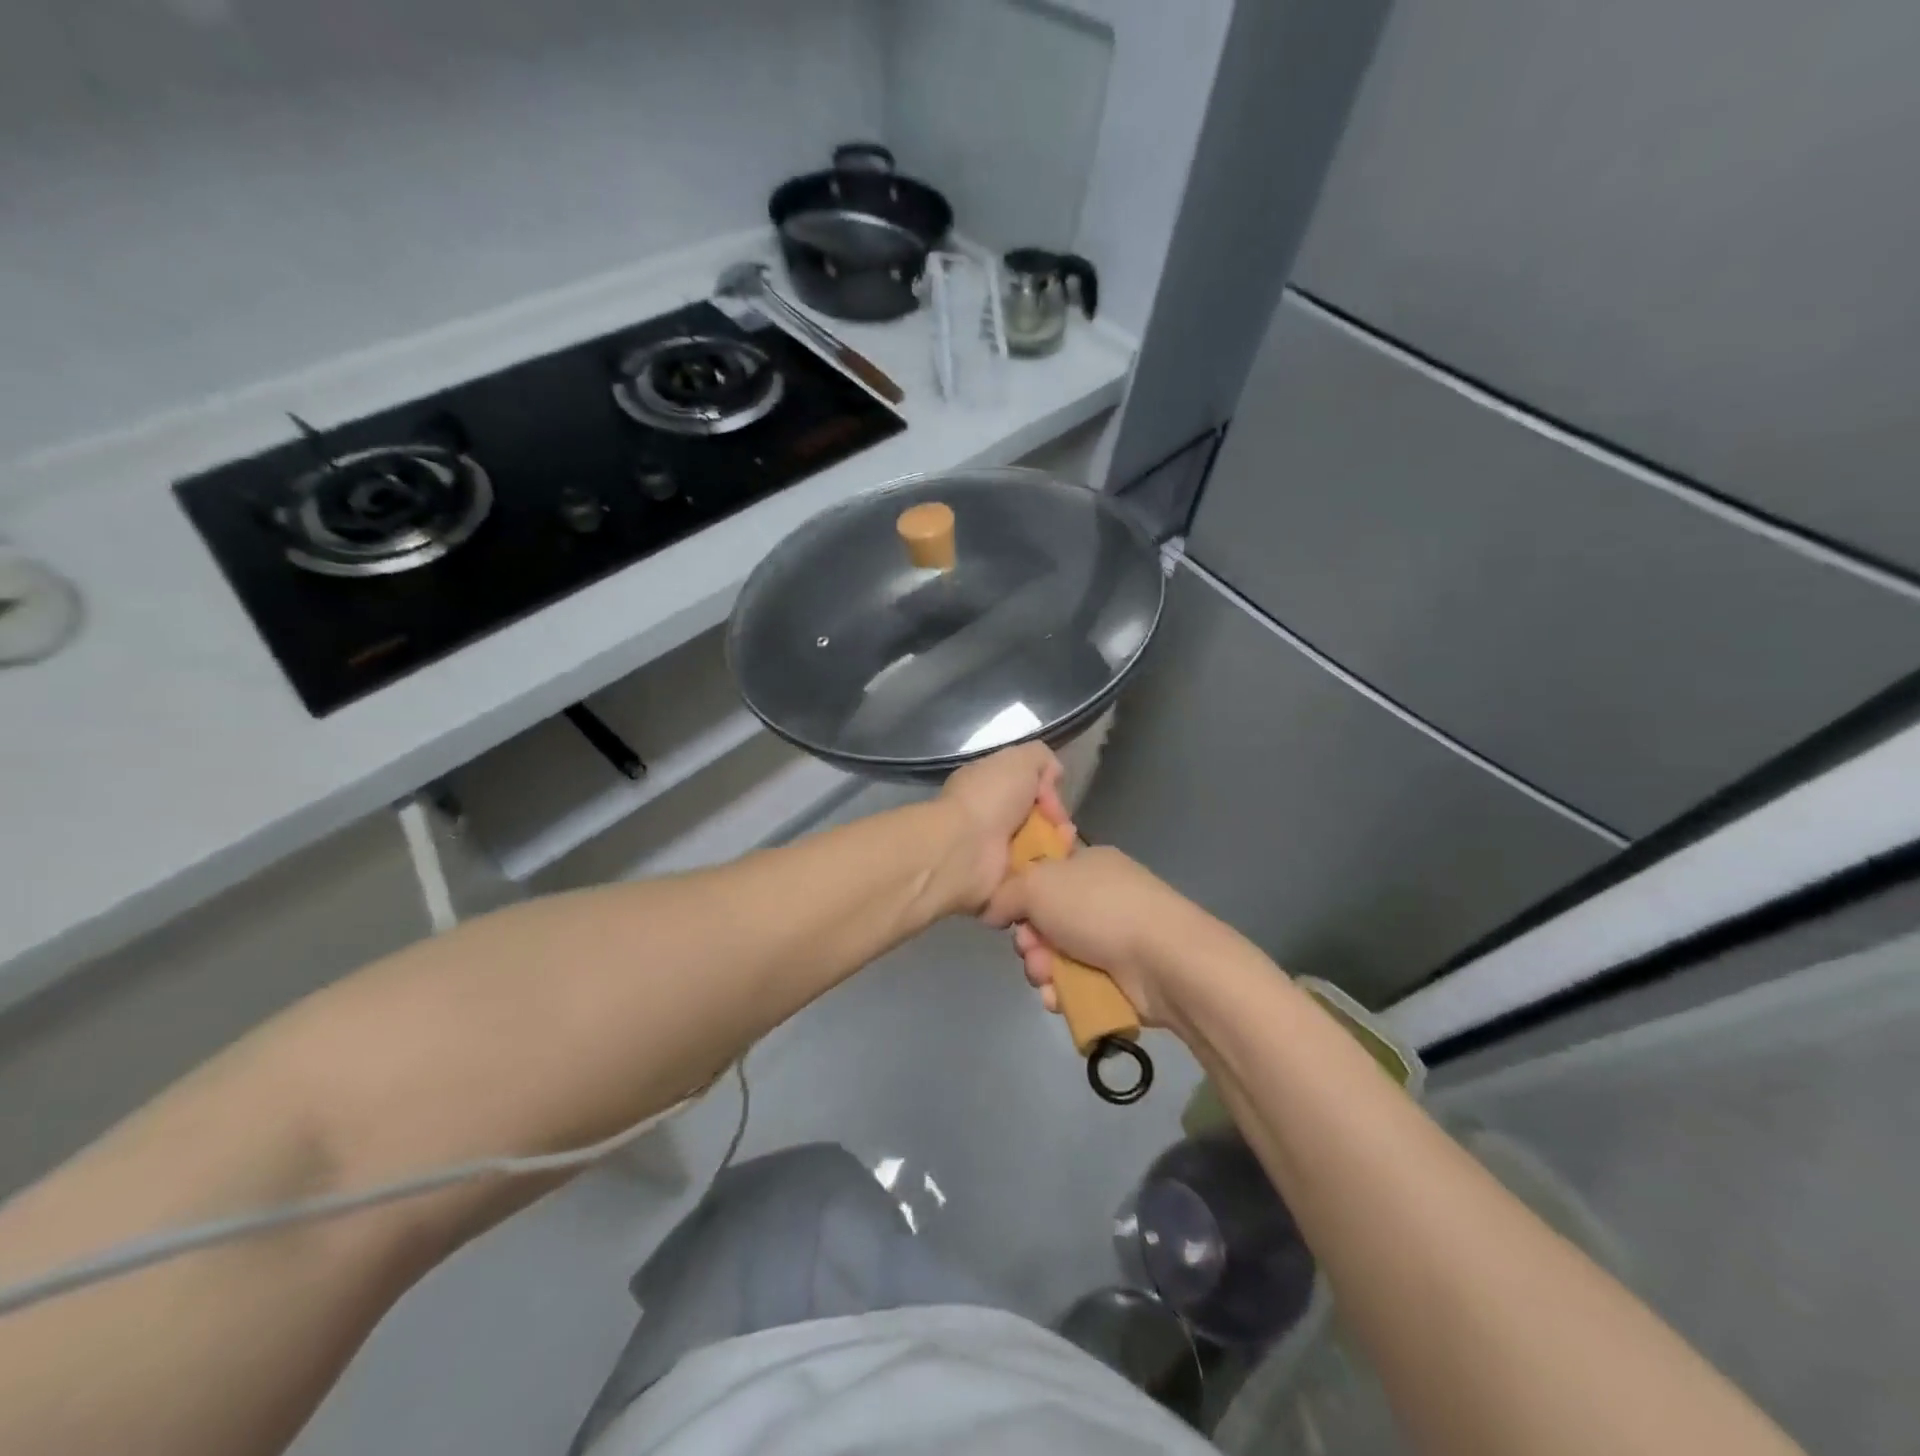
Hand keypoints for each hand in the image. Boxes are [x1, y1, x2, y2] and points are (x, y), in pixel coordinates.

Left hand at [933, 743, 1069, 914]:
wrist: (964, 849)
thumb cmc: (989, 799)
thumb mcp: (1020, 760)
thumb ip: (1041, 758)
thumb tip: (1053, 776)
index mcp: (986, 787)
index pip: (1026, 787)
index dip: (1046, 791)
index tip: (1052, 799)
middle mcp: (988, 818)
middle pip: (1036, 819)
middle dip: (1056, 822)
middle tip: (1063, 827)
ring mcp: (993, 852)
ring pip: (1039, 848)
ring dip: (1057, 847)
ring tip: (1064, 847)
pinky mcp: (1000, 882)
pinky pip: (1033, 876)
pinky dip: (1047, 871)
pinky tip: (1056, 866)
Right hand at [982, 846, 1208, 1026]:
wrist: (1162, 959)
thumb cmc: (1097, 908)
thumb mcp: (1038, 885)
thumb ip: (1005, 893)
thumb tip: (992, 909)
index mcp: (1086, 863)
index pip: (1042, 874)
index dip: (1020, 894)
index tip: (1010, 912)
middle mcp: (1099, 897)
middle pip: (1044, 920)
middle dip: (1030, 941)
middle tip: (1031, 950)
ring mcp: (1112, 937)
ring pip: (1056, 955)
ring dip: (1043, 970)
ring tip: (1048, 979)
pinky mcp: (1120, 976)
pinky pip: (1076, 982)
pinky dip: (1063, 991)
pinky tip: (1060, 998)